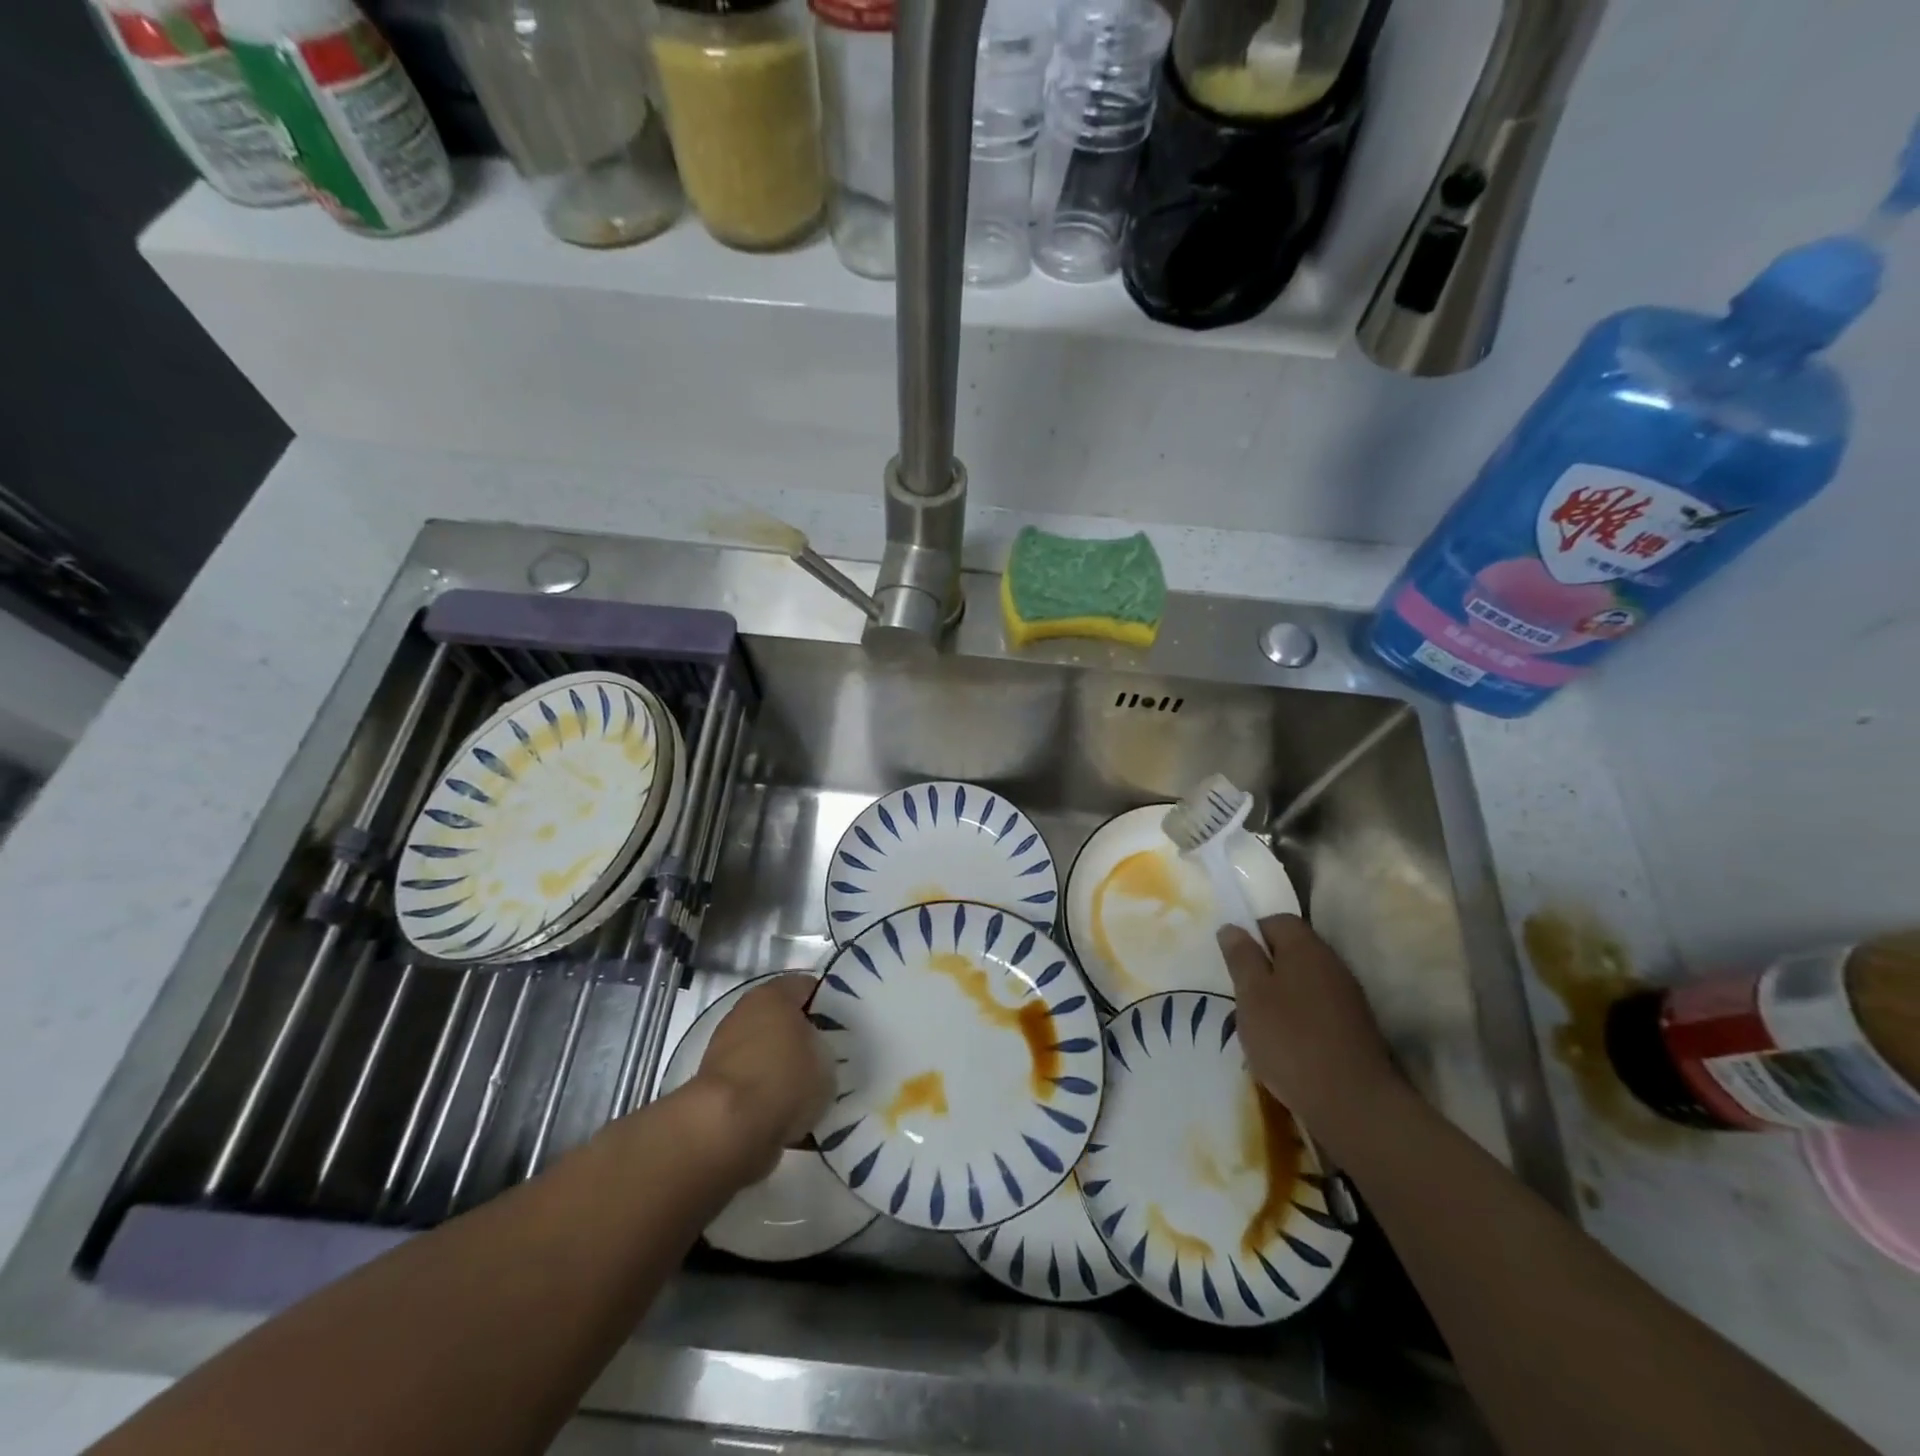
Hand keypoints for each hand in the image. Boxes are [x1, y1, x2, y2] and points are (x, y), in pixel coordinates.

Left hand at [695, 975, 832, 1177]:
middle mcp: (744, 1014)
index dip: (827, 1003)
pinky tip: (788, 1112)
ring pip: (766, 1052)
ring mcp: (725, 1050)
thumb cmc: (784, 1077)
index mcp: (772, 995)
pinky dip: (767, 1093)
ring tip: (810, 1090)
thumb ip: (823, 1046)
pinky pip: (753, 1083)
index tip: (843, 1025)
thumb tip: (814, 1051)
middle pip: (782, 1018)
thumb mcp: (826, 1057)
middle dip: (803, 1035)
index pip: (806, 986)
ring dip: (783, 1066)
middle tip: (828, 1057)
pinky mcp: (715, 1086)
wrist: (727, 1128)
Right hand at [1217, 915, 1400, 1134]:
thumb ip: (1241, 957)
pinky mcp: (1356, 1028)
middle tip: (1242, 992)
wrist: (1353, 1103)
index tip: (1233, 961)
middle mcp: (1332, 963)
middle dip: (1266, 966)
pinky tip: (1287, 1043)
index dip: (1251, 933)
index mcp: (1305, 947)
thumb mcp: (1251, 994)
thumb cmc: (1290, 1039)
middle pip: (1293, 950)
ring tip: (1260, 1021)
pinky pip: (1319, 1007)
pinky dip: (1300, 1017)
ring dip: (1282, 994)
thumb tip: (1232, 927)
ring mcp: (1348, 997)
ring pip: (1305, 980)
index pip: (1276, 920)